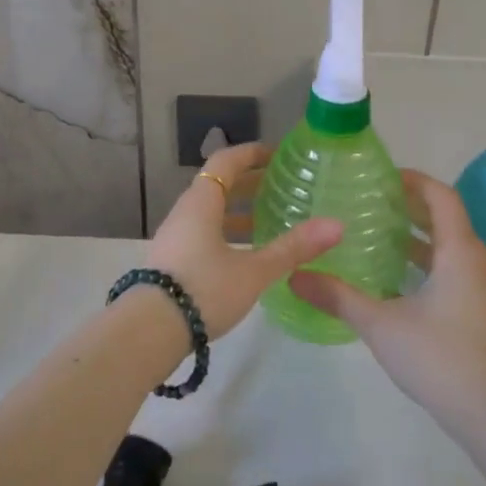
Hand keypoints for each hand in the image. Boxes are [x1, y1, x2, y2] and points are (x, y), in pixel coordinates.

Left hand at [147, 142, 341, 338]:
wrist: (149, 331)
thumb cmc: (203, 290)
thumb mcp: (253, 271)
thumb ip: (293, 248)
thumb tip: (336, 225)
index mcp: (201, 203)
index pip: (225, 162)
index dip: (250, 154)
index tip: (276, 154)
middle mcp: (184, 213)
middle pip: (217, 186)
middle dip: (249, 183)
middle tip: (281, 187)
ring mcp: (175, 238)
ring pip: (210, 213)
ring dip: (238, 212)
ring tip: (269, 221)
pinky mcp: (171, 262)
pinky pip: (203, 234)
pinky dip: (226, 233)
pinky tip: (245, 255)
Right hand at [289, 170, 485, 428]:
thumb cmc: (439, 357)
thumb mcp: (381, 324)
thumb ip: (337, 296)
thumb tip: (293, 275)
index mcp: (458, 252)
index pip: (441, 197)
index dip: (414, 180)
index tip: (380, 176)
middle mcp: (474, 262)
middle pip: (444, 218)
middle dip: (409, 205)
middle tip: (368, 200)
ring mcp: (479, 288)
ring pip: (447, 246)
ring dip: (415, 234)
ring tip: (373, 232)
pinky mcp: (477, 310)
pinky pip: (449, 268)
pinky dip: (422, 261)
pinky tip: (391, 277)